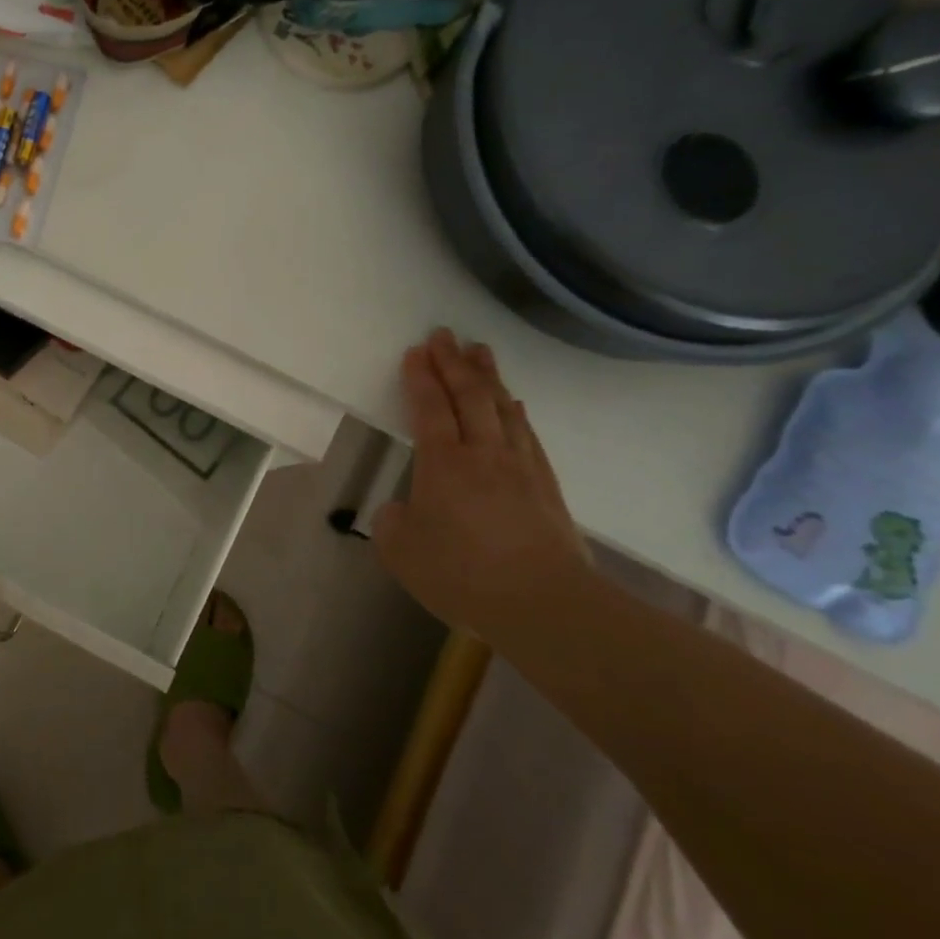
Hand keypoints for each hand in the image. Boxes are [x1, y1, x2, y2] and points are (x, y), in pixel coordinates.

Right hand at [372, 329, 589, 632]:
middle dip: (453, 362)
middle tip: (444, 334)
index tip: (416, 351)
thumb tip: (404, 510)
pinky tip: (514, 403)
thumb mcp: (401, 552)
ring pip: (502, 407)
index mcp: (443, 463)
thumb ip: (393, 523)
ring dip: (488, 376)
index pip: (430, 407)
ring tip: (479, 351)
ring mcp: (519, 466)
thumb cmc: (462, 574)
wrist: (545, 604)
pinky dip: (516, 411)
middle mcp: (482, 453)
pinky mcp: (546, 485)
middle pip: (469, 395)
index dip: (421, 377)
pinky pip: (527, 434)